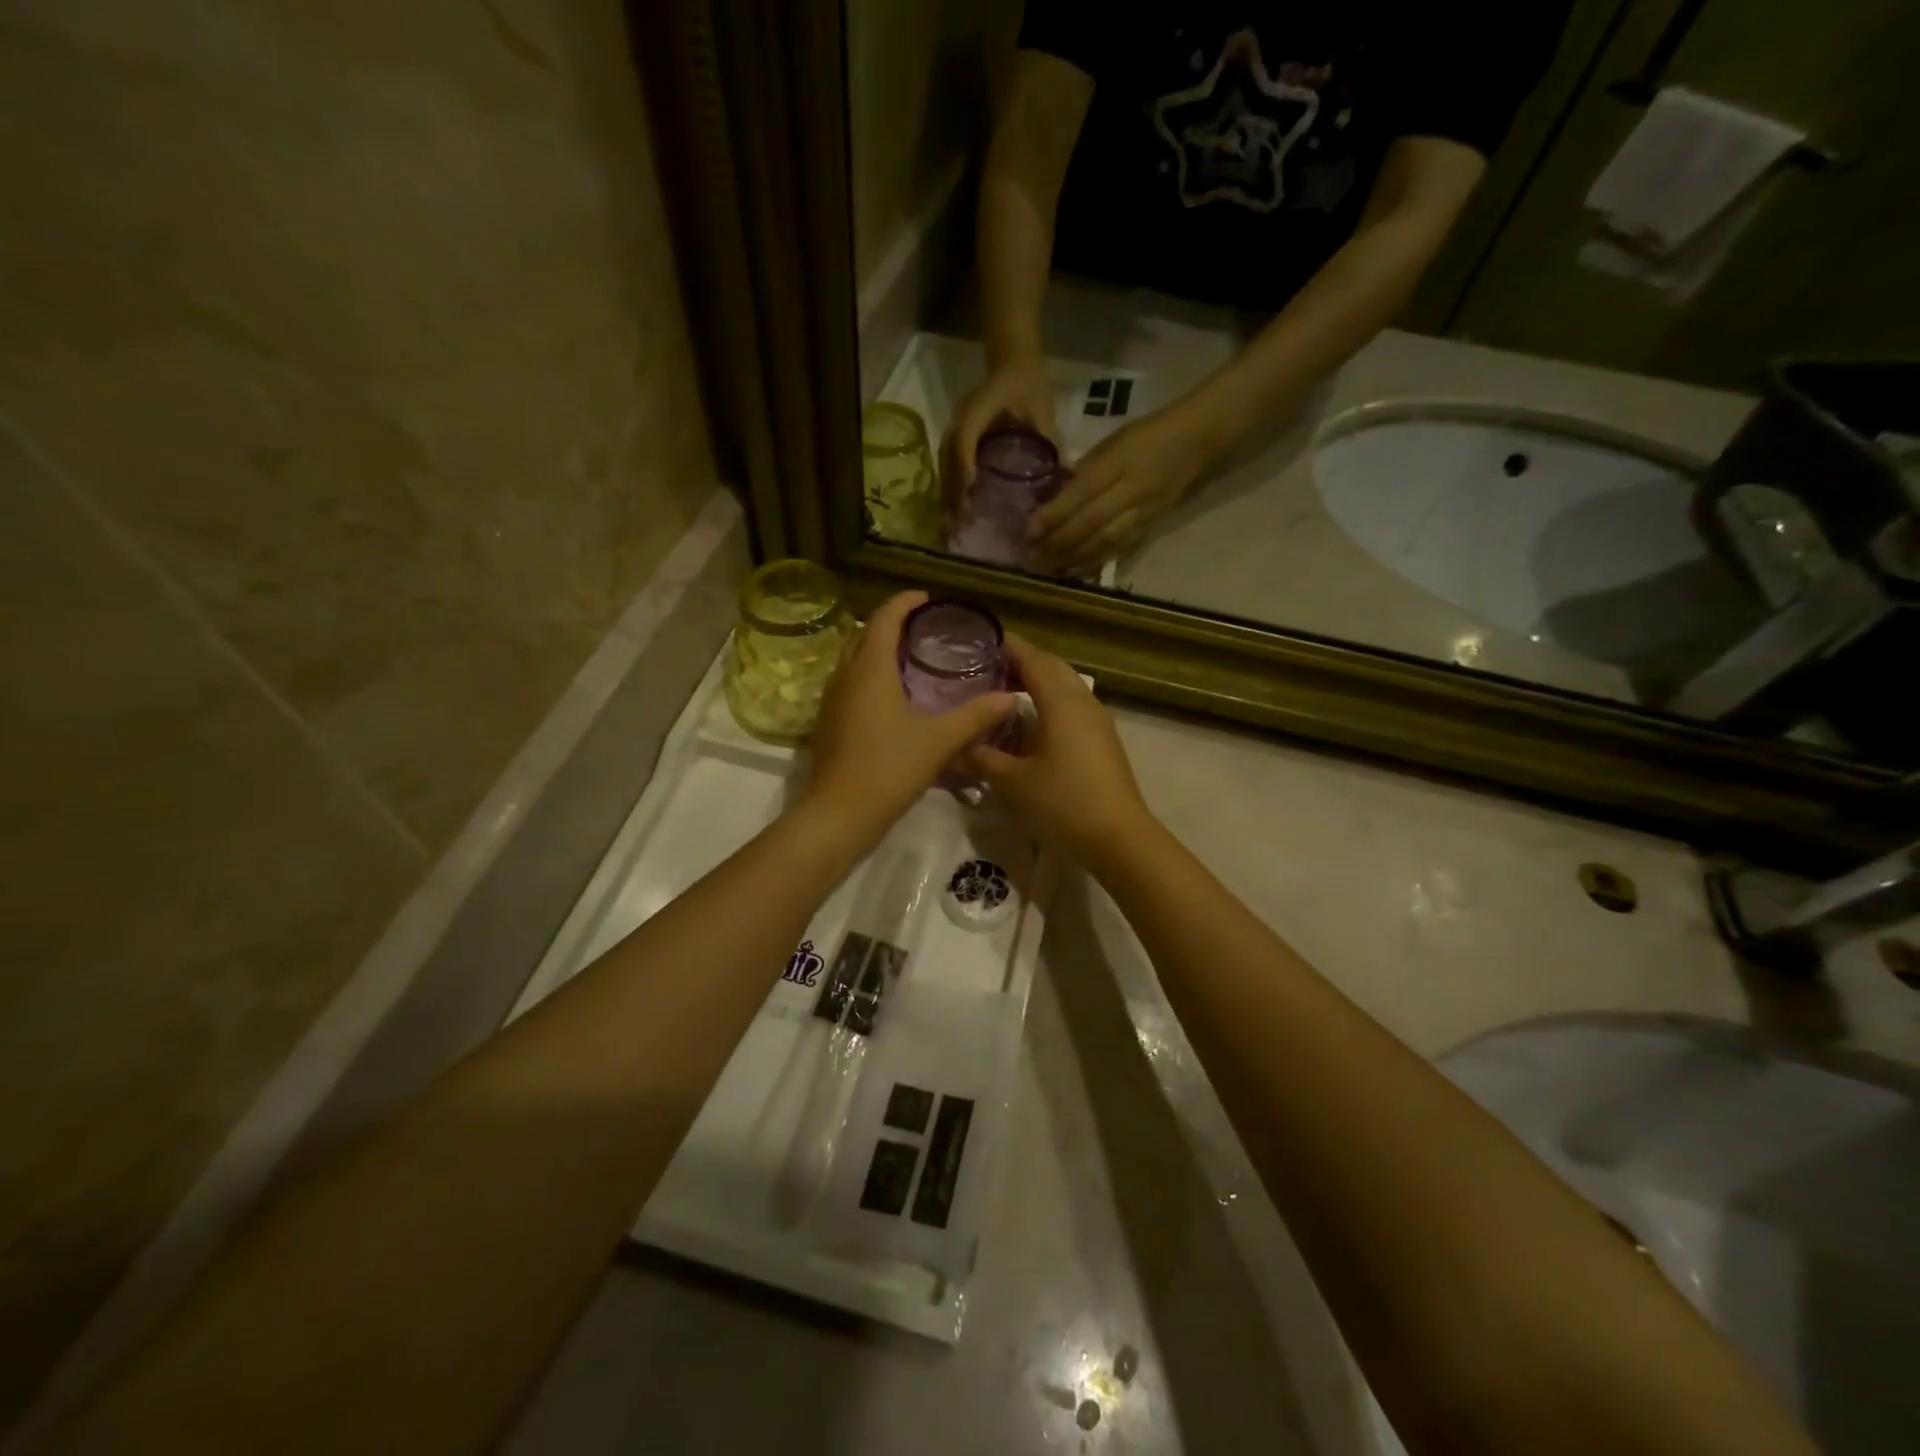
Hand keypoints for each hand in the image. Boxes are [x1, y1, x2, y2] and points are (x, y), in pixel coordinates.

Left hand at [805, 591, 1016, 840]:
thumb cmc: (889, 768)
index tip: (929, 599)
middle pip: (865, 634)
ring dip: (878, 649)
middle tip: (924, 629)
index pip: (885, 618)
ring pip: (854, 659)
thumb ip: (975, 716)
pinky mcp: (829, 721)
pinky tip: (893, 696)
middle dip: (892, 624)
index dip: (905, 602)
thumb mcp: (939, 741)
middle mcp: (845, 675)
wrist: (839, 813)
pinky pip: (850, 682)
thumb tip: (1010, 698)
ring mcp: (832, 699)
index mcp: (870, 669)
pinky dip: (870, 674)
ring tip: (912, 658)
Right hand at [941, 355, 1057, 509]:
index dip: (965, 467)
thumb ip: (1053, 442)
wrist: (1013, 362)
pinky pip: (946, 463)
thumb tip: (1069, 475)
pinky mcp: (954, 435)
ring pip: (943, 463)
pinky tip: (956, 508)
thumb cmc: (1029, 385)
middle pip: (948, 457)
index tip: (970, 496)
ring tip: (955, 523)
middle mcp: (960, 416)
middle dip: (953, 491)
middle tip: (961, 523)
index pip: (965, 438)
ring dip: (948, 493)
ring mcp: (953, 425)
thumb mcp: (1044, 411)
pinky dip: (950, 487)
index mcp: (980, 406)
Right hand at [965, 636, 1152, 866]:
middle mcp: (1083, 702)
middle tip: (986, 666)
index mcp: (1061, 702)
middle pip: (1052, 668)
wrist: (1118, 838)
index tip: (980, 640)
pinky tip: (1030, 722)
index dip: (1007, 646)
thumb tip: (954, 746)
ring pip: (1065, 687)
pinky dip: (1049, 702)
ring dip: (1037, 682)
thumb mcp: (1011, 782)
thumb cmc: (1062, 802)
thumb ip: (980, 758)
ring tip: (1004, 690)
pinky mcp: (1103, 742)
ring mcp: (1098, 722)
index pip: (1032, 659)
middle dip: (1021, 661)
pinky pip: (1072, 707)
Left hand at [1029, 407, 1208, 571]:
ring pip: (1104, 540)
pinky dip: (1095, 561)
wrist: (1195, 440)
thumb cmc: (1145, 435)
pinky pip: (1120, 548)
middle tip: (1033, 555)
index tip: (1028, 531)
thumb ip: (1083, 470)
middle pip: (1090, 522)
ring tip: (1049, 567)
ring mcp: (1144, 511)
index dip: (1054, 515)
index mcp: (1118, 462)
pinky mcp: (1152, 525)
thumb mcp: (1110, 442)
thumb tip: (1053, 497)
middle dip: (1059, 542)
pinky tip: (1075, 569)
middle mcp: (1132, 489)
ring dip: (1074, 557)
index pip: (1081, 493)